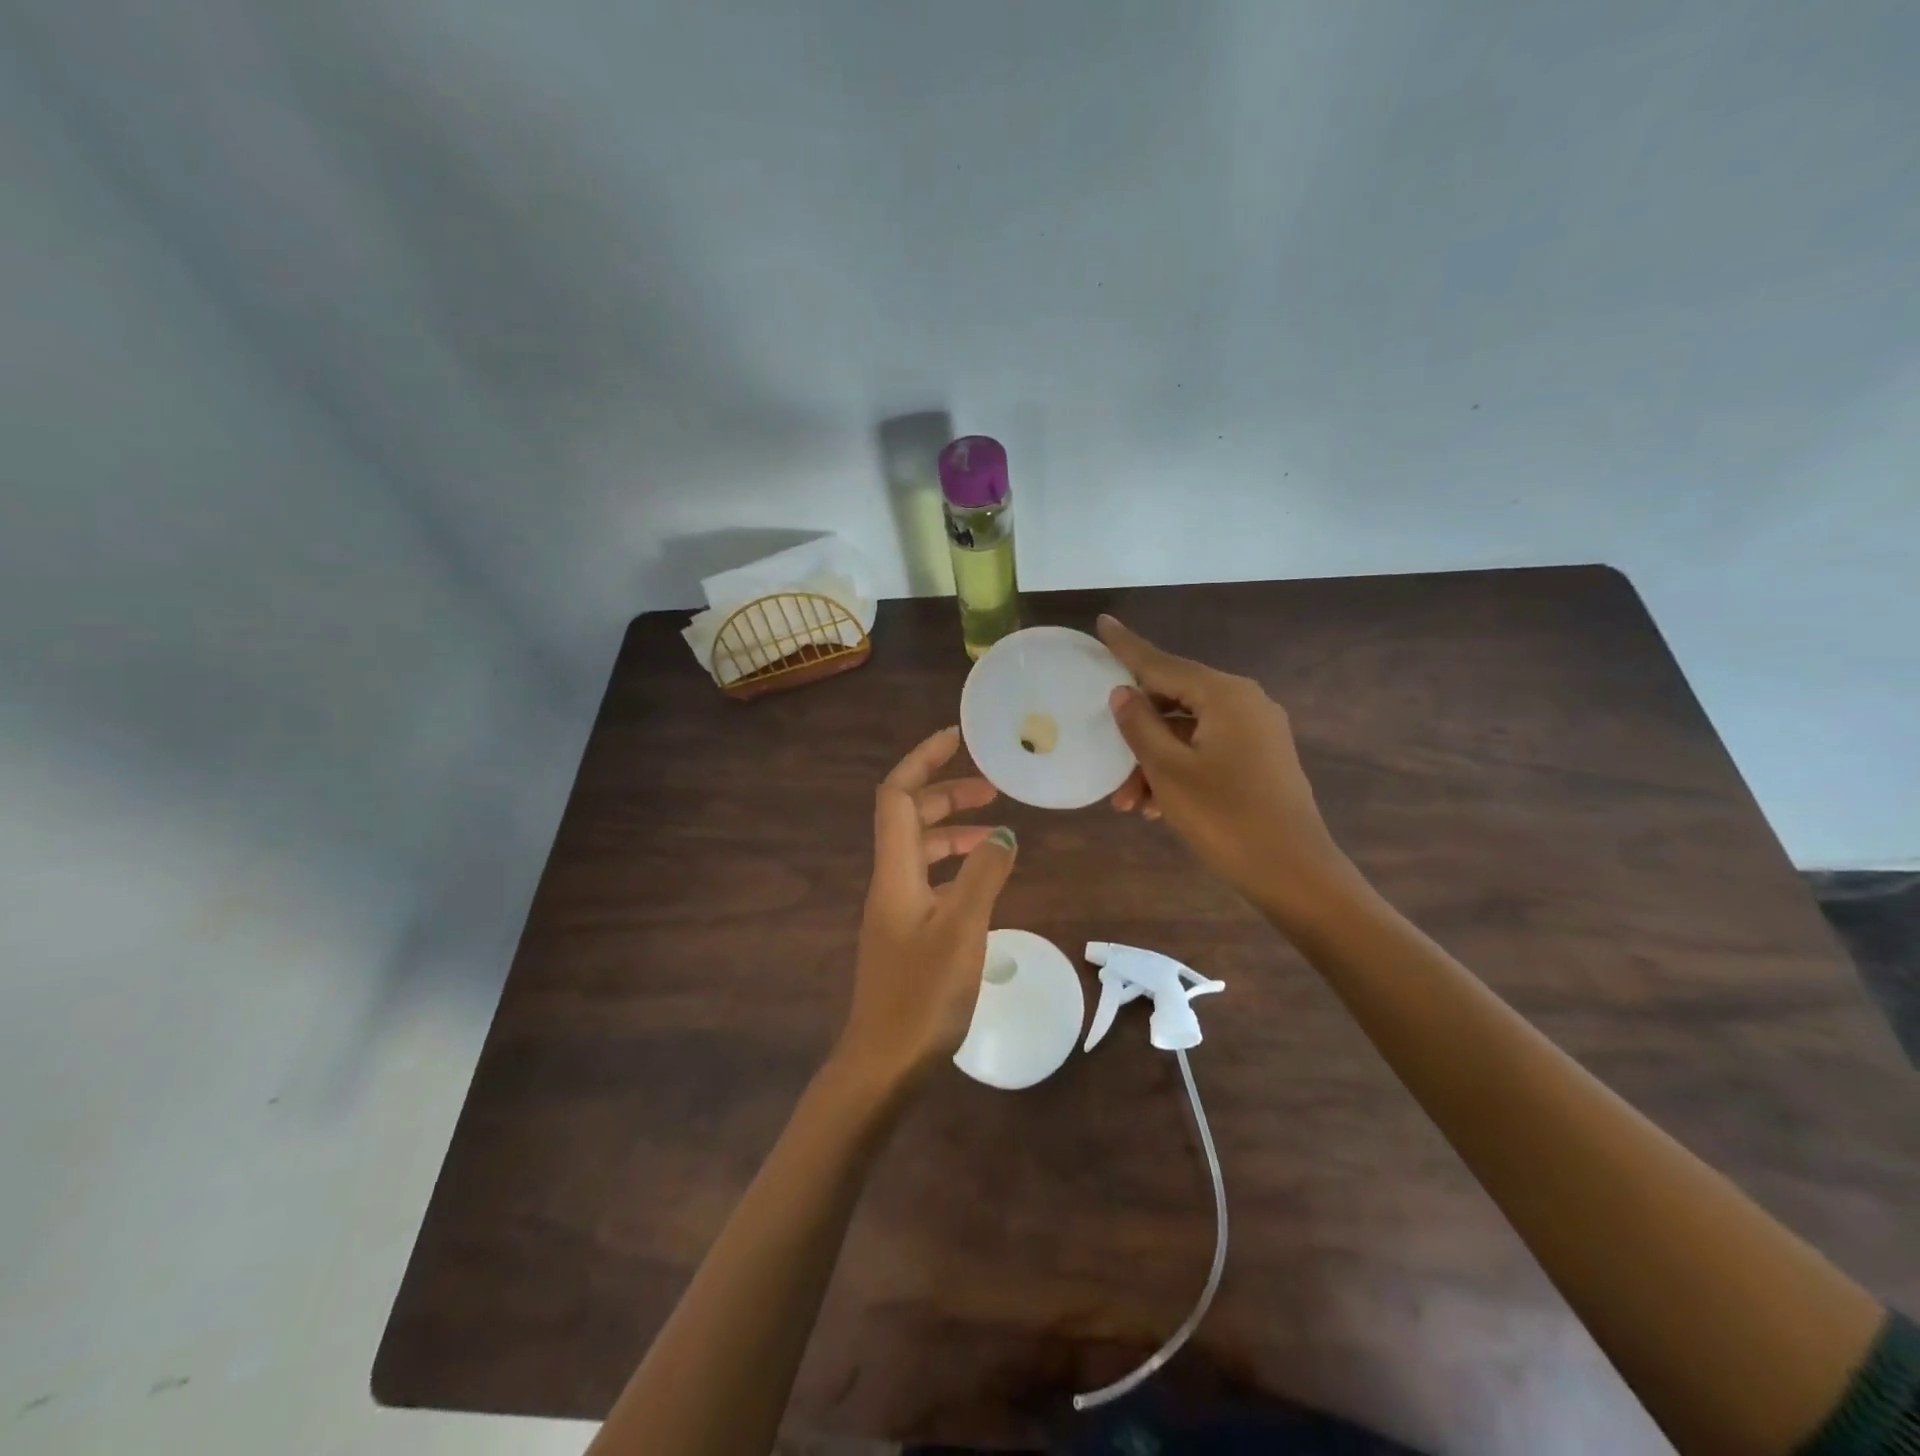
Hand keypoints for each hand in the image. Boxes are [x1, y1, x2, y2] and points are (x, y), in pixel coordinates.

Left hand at [838, 726, 1017, 1086]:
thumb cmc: (922, 996)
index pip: (897, 796)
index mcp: (896, 871)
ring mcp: (896, 909)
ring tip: (996, 831)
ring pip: (921, 851)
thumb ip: (984, 875)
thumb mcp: (963, 929)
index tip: (956, 739)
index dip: (922, 760)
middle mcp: (890, 882)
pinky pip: (930, 881)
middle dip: (945, 794)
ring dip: (953, 831)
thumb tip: (1003, 832)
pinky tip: (983, 881)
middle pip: (909, 818)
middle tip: (991, 789)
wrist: (883, 1063)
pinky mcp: (906, 934)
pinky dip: (956, 868)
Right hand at [1098, 615, 1350, 925]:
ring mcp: (1258, 733)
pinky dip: (1179, 771)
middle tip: (1106, 762)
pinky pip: (1207, 752)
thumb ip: (1140, 725)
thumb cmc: (1225, 818)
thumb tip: (1122, 692)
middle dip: (1136, 733)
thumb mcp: (1169, 771)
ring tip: (1129, 804)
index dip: (1127, 647)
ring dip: (1154, 762)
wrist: (1295, 875)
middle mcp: (1246, 703)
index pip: (1163, 664)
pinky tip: (1156, 807)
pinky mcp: (1261, 761)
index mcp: (1225, 695)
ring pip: (1188, 733)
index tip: (1103, 623)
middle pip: (1175, 702)